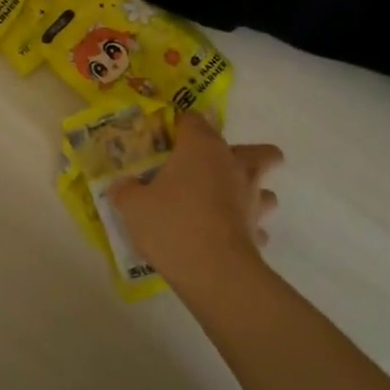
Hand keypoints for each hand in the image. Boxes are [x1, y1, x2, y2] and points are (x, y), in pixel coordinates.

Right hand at [111, 114, 281, 289]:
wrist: (212, 270)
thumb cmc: (171, 224)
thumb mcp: (133, 206)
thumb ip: (125, 190)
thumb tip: (121, 185)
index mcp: (202, 148)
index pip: (194, 120)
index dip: (180, 126)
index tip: (166, 141)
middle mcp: (234, 165)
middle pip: (260, 151)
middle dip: (246, 155)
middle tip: (217, 170)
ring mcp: (252, 198)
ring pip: (267, 188)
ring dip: (253, 193)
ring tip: (228, 204)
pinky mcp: (258, 230)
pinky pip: (258, 225)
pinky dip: (248, 228)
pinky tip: (228, 236)